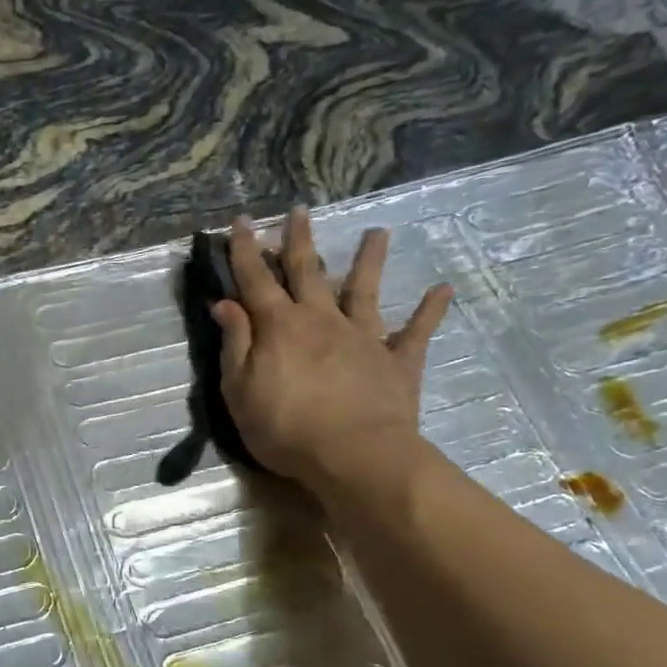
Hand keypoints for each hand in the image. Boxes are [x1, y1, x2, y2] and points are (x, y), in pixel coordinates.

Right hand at [213, 209, 452, 497]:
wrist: (354, 455)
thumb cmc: (285, 428)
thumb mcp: (239, 391)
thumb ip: (235, 344)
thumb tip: (225, 303)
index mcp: (279, 327)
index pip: (255, 279)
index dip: (244, 250)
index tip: (240, 221)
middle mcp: (321, 319)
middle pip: (307, 271)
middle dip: (298, 240)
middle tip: (299, 210)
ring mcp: (363, 336)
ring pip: (363, 289)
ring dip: (369, 260)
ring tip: (378, 231)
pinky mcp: (396, 360)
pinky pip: (416, 331)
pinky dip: (429, 310)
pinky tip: (441, 289)